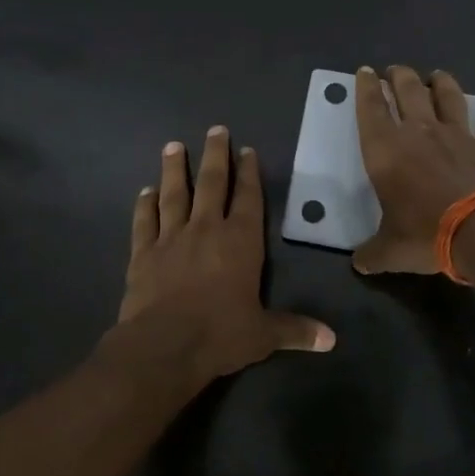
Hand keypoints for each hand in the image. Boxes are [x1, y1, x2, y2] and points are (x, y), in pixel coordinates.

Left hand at [118, 126, 334, 386]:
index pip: (248, 198)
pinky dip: (144, 205)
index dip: (249, 173)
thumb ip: (295, 330)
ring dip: (174, 170)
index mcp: (240, 242)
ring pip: (174, 195)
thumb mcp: (263, 335)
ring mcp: (171, 238)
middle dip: (215, 155)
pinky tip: (145, 191)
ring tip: (173, 146)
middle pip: (211, 184)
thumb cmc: (220, 334)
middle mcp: (206, 230)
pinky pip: (144, 221)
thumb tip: (331, 340)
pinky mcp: (143, 253)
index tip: (247, 150)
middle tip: (215, 129)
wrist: (164, 346)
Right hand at [353, 65, 474, 274]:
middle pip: (409, 90)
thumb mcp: (391, 250)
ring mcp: (459, 136)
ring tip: (438, 76)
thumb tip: (360, 264)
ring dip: (442, 83)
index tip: (364, 72)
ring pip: (449, 97)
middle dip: (400, 76)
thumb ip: (373, 253)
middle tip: (396, 70)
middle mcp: (420, 133)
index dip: (365, 88)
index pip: (370, 109)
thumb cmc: (426, 234)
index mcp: (386, 150)